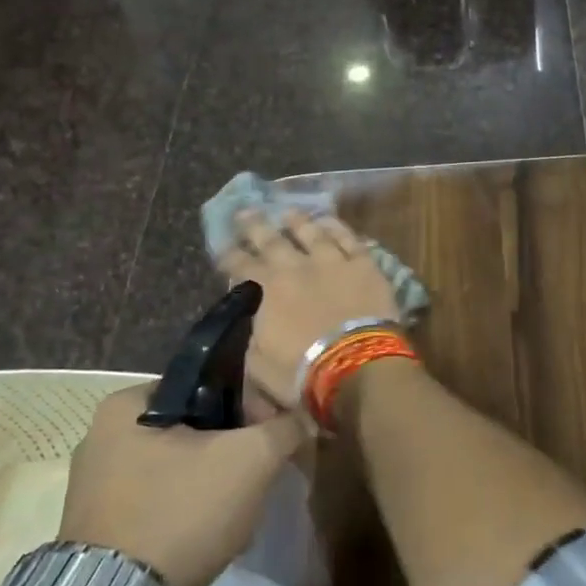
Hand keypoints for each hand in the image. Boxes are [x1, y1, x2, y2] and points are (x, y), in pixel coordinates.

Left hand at [58, 385, 307, 585]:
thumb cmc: (179, 513)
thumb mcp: (251, 459)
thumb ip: (284, 428)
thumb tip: (303, 417)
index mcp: (125, 404)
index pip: (204, 384)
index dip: (247, 403)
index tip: (273, 430)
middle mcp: (99, 437)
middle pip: (190, 428)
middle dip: (229, 447)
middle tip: (261, 470)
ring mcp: (94, 487)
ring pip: (175, 467)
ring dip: (210, 481)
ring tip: (240, 507)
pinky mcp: (97, 528)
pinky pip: (155, 502)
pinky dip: (184, 510)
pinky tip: (208, 533)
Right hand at [217, 209, 402, 406]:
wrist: (356, 366)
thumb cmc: (302, 374)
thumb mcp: (258, 364)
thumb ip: (252, 335)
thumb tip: (252, 320)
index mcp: (266, 290)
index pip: (241, 266)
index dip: (229, 255)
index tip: (222, 244)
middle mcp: (295, 267)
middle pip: (271, 240)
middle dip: (255, 225)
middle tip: (245, 211)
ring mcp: (332, 261)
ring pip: (311, 232)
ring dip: (297, 221)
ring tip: (288, 211)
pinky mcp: (363, 264)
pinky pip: (348, 238)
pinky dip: (337, 227)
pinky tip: (329, 221)